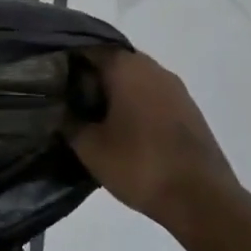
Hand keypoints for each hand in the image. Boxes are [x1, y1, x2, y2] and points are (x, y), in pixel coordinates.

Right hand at [68, 49, 240, 230]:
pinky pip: (151, 96)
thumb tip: (56, 107)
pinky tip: (120, 128)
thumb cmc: (139, 165)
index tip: (48, 78)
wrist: (202, 201)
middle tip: (66, 98)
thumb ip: (67, 120)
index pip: (87, 49)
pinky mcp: (189, 111)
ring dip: (113, 92)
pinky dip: (133, 104)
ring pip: (134, 79)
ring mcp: (176, 89)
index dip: (65, 62)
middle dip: (89, 77)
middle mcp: (153, 69)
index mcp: (126, 68)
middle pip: (112, 62)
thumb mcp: (89, 146)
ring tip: (90, 115)